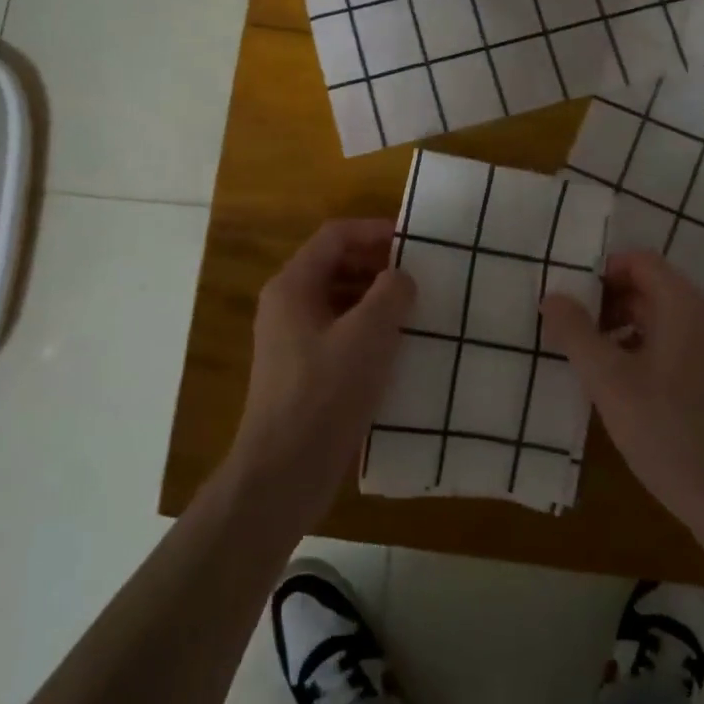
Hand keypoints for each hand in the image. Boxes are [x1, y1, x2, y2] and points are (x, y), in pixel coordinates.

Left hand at [228, 219, 414, 523]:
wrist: (283, 472)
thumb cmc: (325, 394)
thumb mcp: (368, 335)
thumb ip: (391, 293)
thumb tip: (401, 277)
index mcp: (293, 286)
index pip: (335, 236)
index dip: (375, 230)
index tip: (414, 239)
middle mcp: (286, 305)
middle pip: (335, 265)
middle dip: (377, 264)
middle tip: (421, 274)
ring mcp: (292, 340)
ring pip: (339, 301)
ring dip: (375, 299)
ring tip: (416, 309)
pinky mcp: (302, 371)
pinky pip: (338, 333)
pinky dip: (368, 330)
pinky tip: (398, 349)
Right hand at [540, 250, 703, 542]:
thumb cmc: (671, 433)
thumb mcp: (610, 382)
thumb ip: (576, 333)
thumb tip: (552, 296)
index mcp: (684, 305)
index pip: (638, 261)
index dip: (599, 272)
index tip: (566, 299)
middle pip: (648, 288)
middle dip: (604, 303)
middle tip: (566, 331)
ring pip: (658, 320)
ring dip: (619, 330)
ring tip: (586, 361)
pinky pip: (672, 347)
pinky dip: (641, 352)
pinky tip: (618, 389)